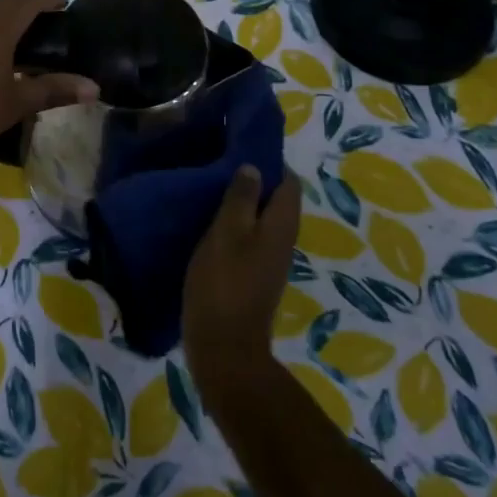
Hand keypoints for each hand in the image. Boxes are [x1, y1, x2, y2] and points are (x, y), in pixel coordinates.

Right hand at [182, 165, 300, 398]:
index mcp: (281, 225)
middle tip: (219, 166)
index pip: (288, 182)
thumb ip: (240, 198)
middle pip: (276, 201)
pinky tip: (208, 225)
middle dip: (253, 182)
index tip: (239, 149)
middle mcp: (282, 241)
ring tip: (210, 191)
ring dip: (242, 205)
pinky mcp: (253, 277)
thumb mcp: (226, 233)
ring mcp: (269, 262)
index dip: (269, 163)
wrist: (224, 347)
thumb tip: (254, 167)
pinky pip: (250, 240)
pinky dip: (234, 227)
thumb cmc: (224, 283)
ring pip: (261, 221)